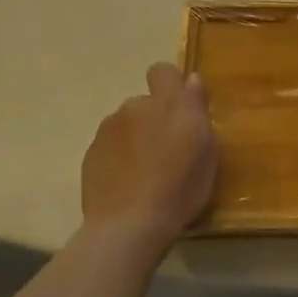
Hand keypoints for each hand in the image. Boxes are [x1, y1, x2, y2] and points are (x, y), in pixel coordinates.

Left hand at [81, 63, 217, 256]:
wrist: (128, 225)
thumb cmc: (180, 189)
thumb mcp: (206, 152)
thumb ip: (198, 111)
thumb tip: (191, 80)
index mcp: (169, 104)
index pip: (163, 71)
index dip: (170, 84)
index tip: (180, 108)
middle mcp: (136, 107)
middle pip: (145, 102)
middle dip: (154, 118)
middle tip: (166, 150)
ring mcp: (108, 129)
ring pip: (126, 124)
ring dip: (135, 137)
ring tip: (144, 171)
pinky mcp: (91, 152)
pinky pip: (110, 146)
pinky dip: (118, 157)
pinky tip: (126, 183)